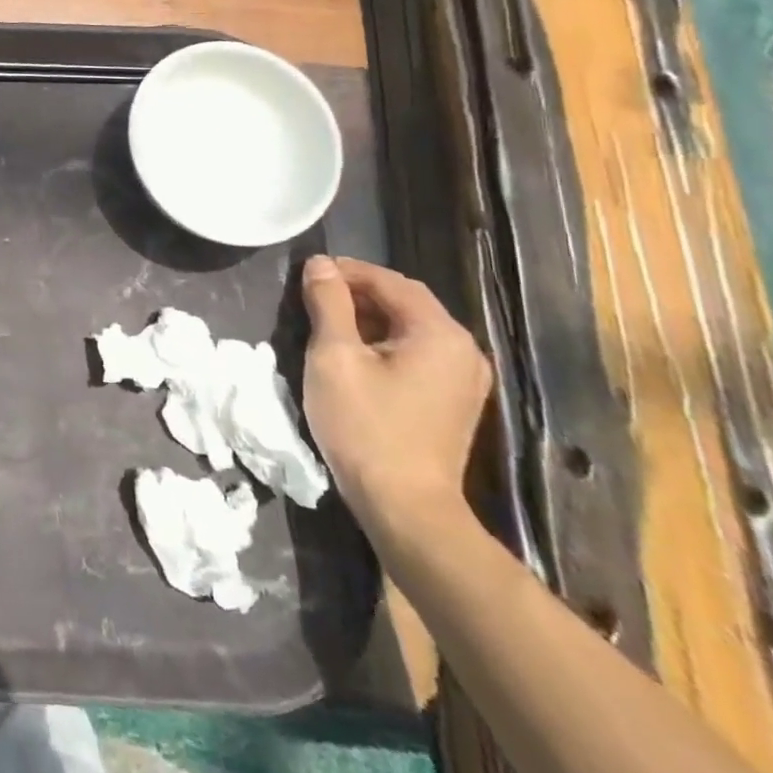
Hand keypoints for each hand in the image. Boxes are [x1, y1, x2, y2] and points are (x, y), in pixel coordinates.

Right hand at [300, 255, 490, 552]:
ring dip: (370, 318)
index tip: (309, 273)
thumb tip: (320, 264)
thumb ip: (328, 304)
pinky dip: (385, 344)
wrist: (405, 507)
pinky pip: (419, 354)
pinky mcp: (455, 402)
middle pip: (406, 302)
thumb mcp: (334, 357)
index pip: (390, 281)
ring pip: (411, 328)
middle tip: (314, 296)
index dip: (347, 271)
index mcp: (439, 333)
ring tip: (328, 323)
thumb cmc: (364, 426)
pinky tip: (356, 356)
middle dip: (358, 293)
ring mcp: (464, 379)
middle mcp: (463, 350)